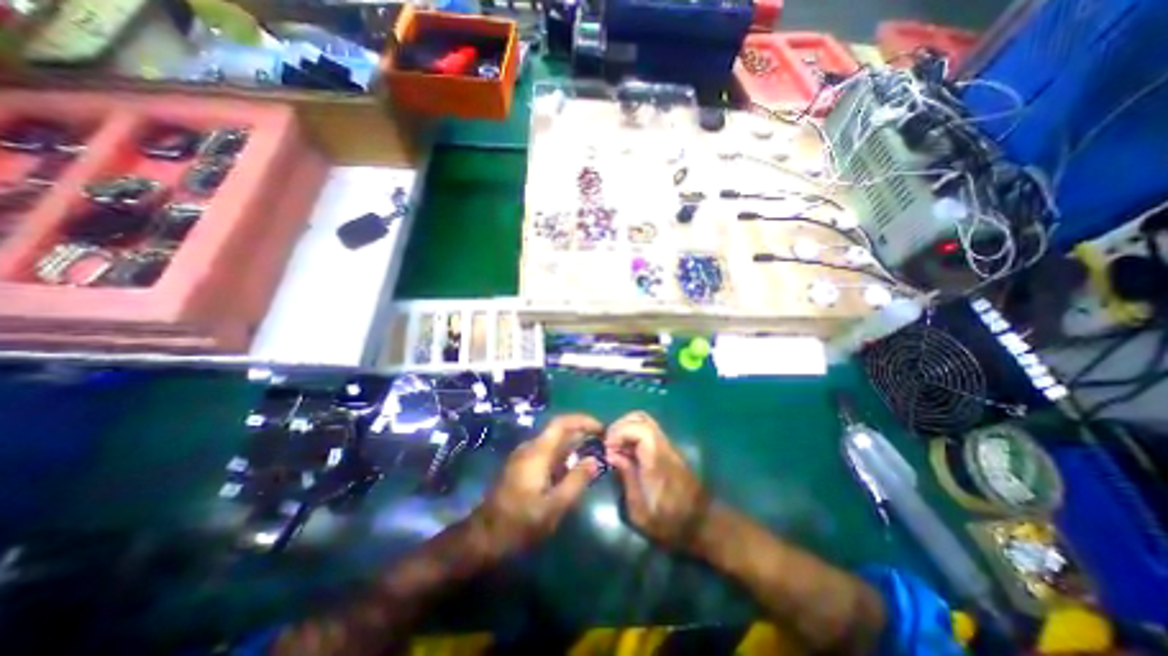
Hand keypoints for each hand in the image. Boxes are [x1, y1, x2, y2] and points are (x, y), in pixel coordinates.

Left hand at [470, 414, 600, 558]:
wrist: (484, 536)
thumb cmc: (520, 522)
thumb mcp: (554, 506)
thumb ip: (576, 481)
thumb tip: (595, 460)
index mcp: (537, 451)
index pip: (561, 423)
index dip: (582, 421)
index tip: (601, 429)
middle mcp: (530, 447)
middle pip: (558, 430)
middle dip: (581, 432)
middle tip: (602, 443)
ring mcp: (524, 456)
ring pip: (553, 441)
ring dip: (573, 444)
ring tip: (592, 455)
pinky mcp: (522, 466)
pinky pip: (547, 451)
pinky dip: (563, 454)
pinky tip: (573, 469)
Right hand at [602, 411, 711, 550]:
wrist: (702, 525)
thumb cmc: (670, 524)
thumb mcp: (640, 512)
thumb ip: (626, 479)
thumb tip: (612, 455)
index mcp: (657, 460)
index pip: (640, 429)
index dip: (619, 432)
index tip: (607, 449)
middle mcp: (664, 447)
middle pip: (641, 418)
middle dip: (620, 426)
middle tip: (609, 445)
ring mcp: (668, 446)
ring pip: (645, 421)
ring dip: (626, 428)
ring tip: (615, 448)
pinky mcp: (669, 450)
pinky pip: (648, 431)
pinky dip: (633, 434)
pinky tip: (626, 453)